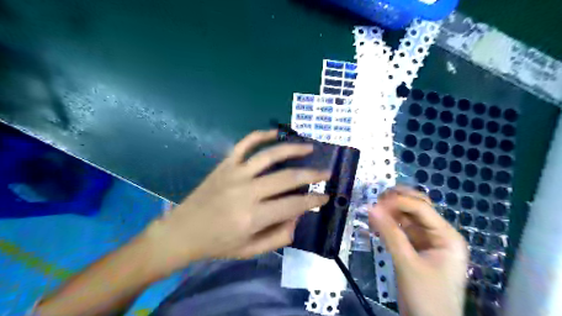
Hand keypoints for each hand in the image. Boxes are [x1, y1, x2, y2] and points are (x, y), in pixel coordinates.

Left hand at [143, 129, 330, 274]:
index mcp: (254, 217)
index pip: (294, 205)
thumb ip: (279, 236)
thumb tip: (297, 216)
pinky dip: (261, 135)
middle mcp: (247, 192)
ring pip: (270, 155)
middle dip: (312, 175)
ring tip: (309, 148)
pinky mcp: (225, 164)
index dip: (314, 201)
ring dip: (293, 149)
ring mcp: (235, 174)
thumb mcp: (251, 250)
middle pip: (287, 178)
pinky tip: (275, 133)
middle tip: (326, 172)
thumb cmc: (218, 244)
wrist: (183, 231)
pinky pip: (245, 144)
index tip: (326, 197)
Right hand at [370, 187, 470, 315]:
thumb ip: (390, 233)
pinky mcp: (416, 248)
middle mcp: (439, 233)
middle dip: (397, 201)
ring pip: (408, 217)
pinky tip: (376, 224)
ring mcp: (428, 240)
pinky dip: (389, 225)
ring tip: (373, 212)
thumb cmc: (426, 297)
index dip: (398, 201)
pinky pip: (402, 229)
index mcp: (447, 236)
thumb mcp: (407, 264)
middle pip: (418, 207)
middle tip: (376, 201)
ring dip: (390, 212)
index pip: (421, 208)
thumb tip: (371, 207)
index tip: (376, 202)